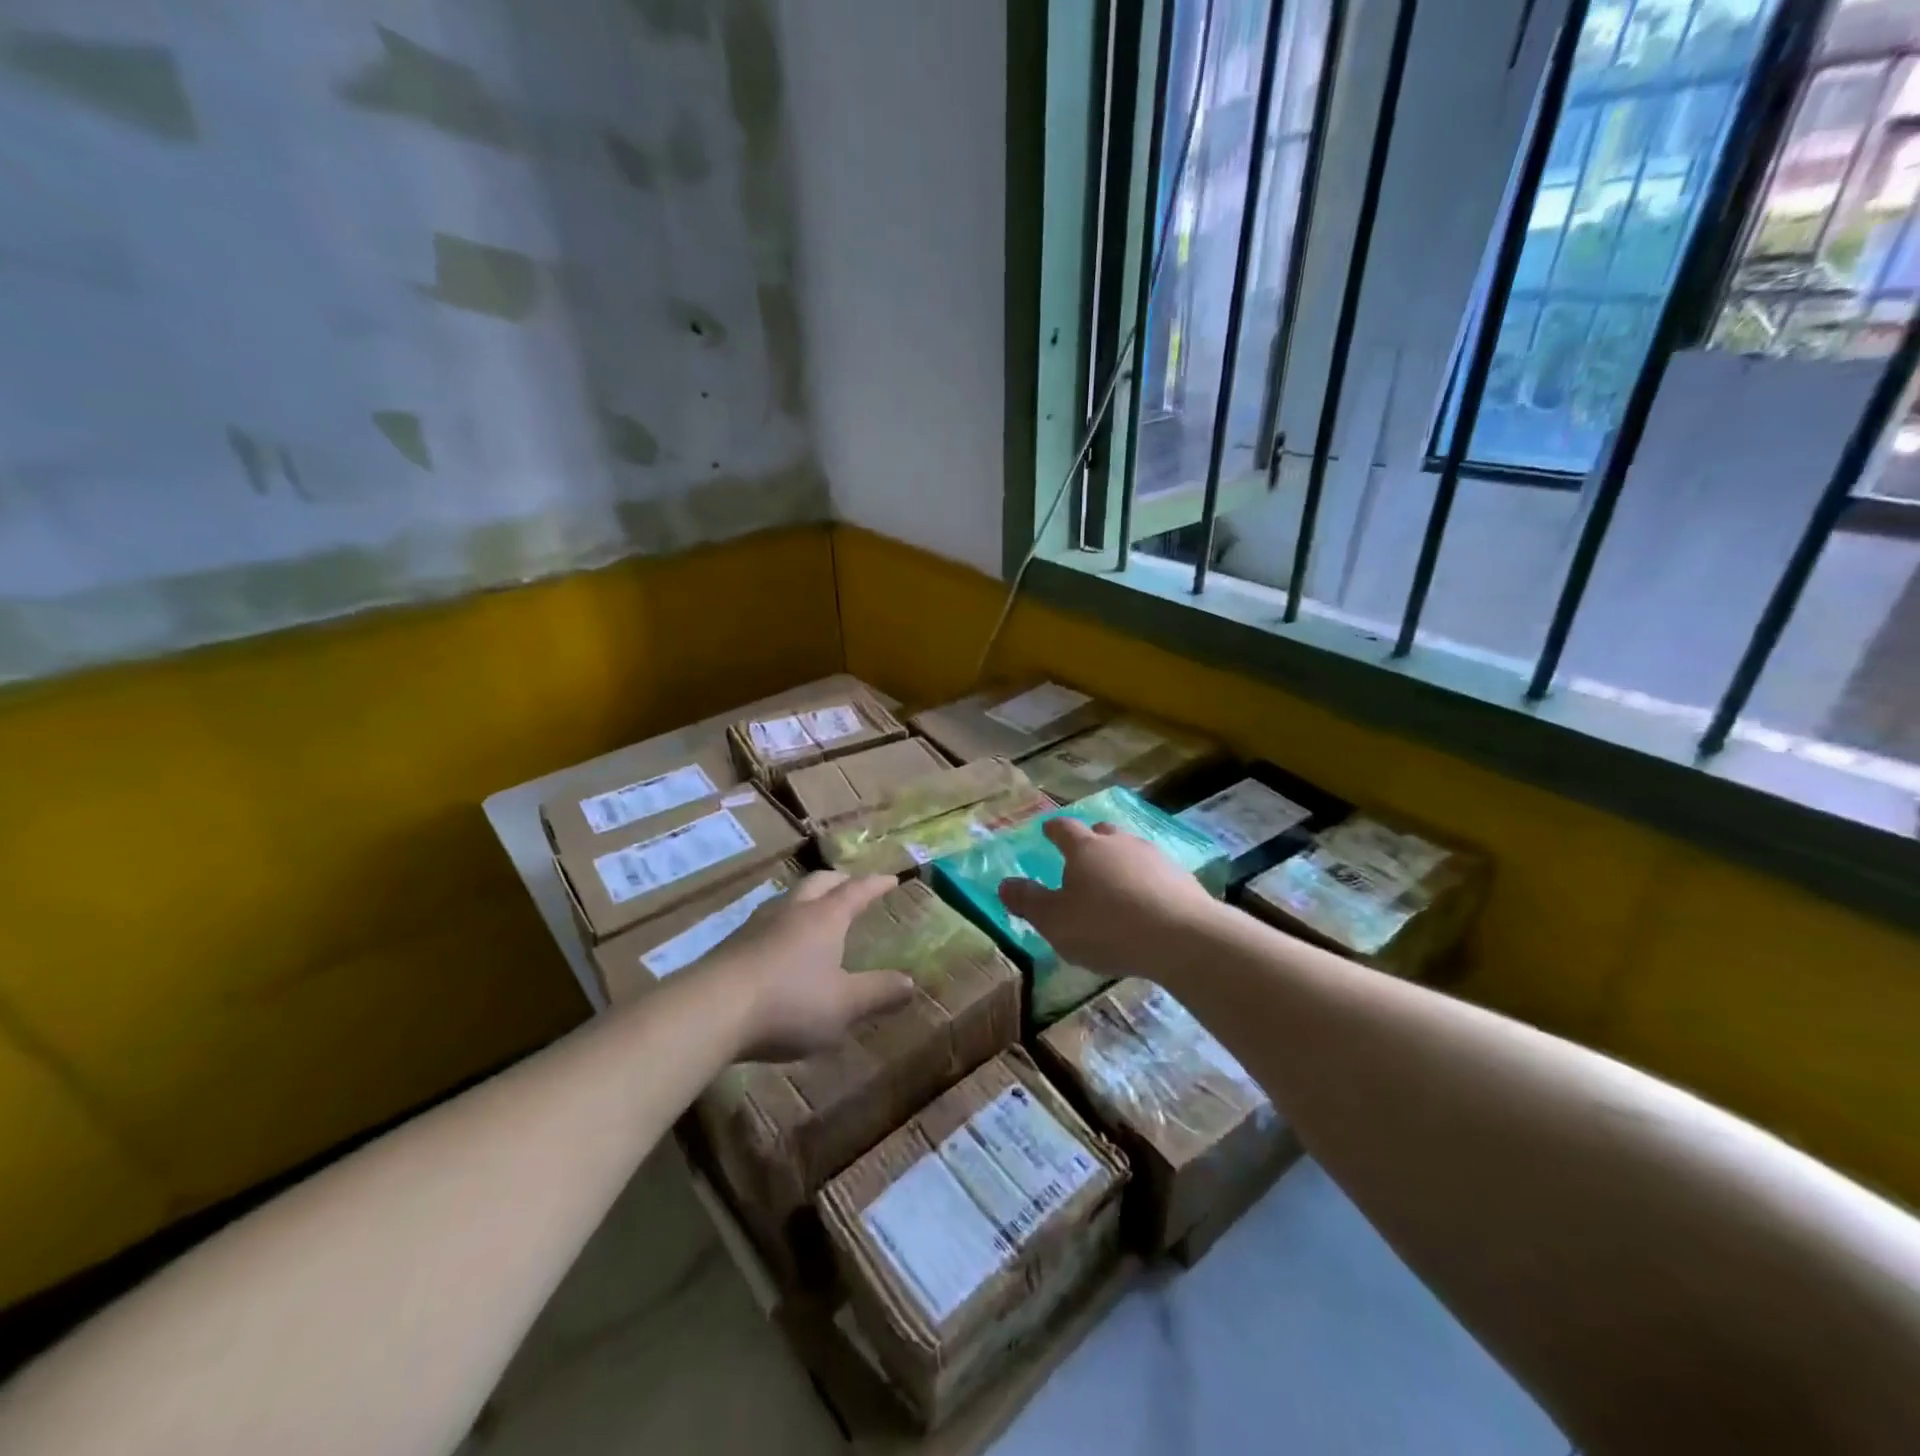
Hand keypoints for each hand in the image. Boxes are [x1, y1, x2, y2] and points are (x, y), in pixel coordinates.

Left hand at [700, 871, 914, 1061]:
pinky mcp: (732, 944)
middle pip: (819, 883)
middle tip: (852, 885)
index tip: (890, 878)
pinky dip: (784, 923)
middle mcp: (792, 911)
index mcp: (825, 918)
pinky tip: (779, 944)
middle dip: (839, 881)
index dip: (875, 884)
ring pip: (788, 898)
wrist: (711, 1010)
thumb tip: (910, 984)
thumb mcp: (844, 1005)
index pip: (856, 892)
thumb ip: (877, 993)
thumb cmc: (789, 1003)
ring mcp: (758, 925)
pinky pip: (767, 922)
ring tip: (815, 910)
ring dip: (807, 898)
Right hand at [997, 818, 1219, 979]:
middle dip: (1091, 840)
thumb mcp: (1055, 921)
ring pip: (1131, 850)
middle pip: (1102, 832)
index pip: (1064, 829)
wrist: (1182, 937)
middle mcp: (1119, 844)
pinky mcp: (1183, 879)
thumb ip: (1028, 902)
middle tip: (1083, 855)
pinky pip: (1156, 873)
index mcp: (1085, 849)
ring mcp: (1155, 858)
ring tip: (1116, 882)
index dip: (1053, 829)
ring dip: (1121, 861)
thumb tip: (1003, 884)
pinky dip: (1146, 882)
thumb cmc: (1106, 927)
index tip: (1047, 830)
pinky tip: (1146, 903)